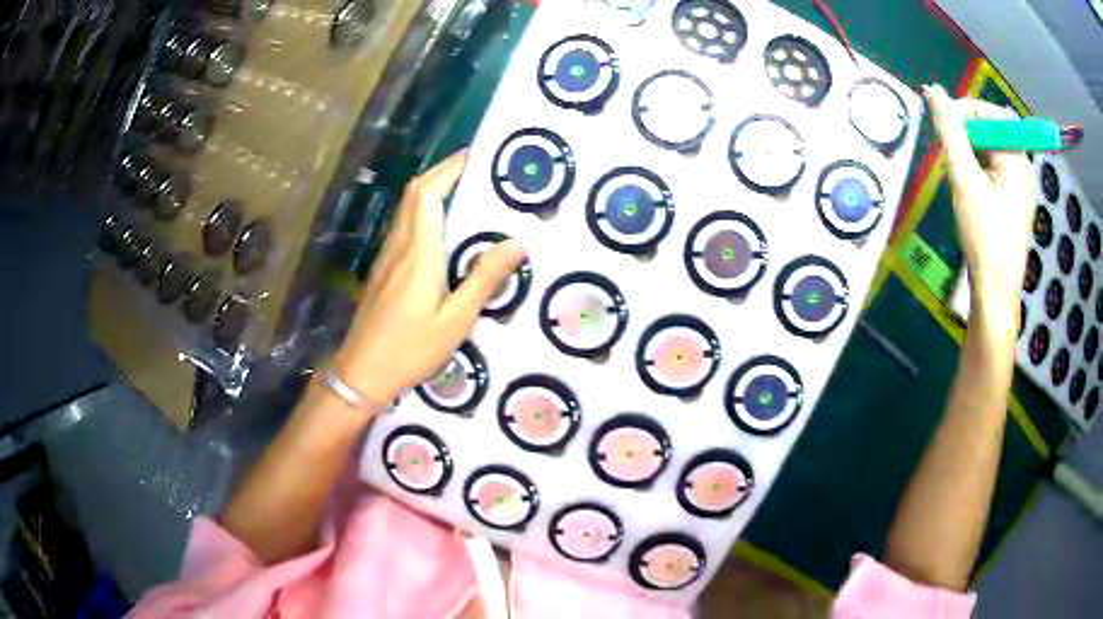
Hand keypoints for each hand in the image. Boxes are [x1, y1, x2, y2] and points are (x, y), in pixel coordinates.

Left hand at [333, 151, 526, 404]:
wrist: (361, 372)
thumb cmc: (410, 349)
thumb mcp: (456, 319)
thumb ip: (484, 278)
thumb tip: (518, 242)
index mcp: (419, 252)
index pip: (429, 194)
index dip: (449, 169)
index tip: (473, 156)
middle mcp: (400, 246)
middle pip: (414, 193)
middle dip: (441, 171)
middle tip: (472, 166)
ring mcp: (387, 257)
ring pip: (406, 207)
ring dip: (430, 188)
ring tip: (461, 187)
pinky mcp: (383, 269)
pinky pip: (403, 225)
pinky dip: (421, 210)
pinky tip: (438, 225)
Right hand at [923, 85, 1034, 317]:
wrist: (996, 290)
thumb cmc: (984, 234)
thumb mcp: (963, 178)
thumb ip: (950, 130)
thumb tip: (933, 90)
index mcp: (1017, 157)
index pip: (993, 113)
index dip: (966, 109)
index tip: (943, 120)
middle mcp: (1024, 167)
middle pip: (994, 132)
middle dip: (968, 134)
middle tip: (948, 151)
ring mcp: (1023, 188)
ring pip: (994, 153)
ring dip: (972, 153)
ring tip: (957, 173)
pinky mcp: (1017, 204)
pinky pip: (998, 172)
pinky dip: (980, 171)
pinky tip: (970, 190)